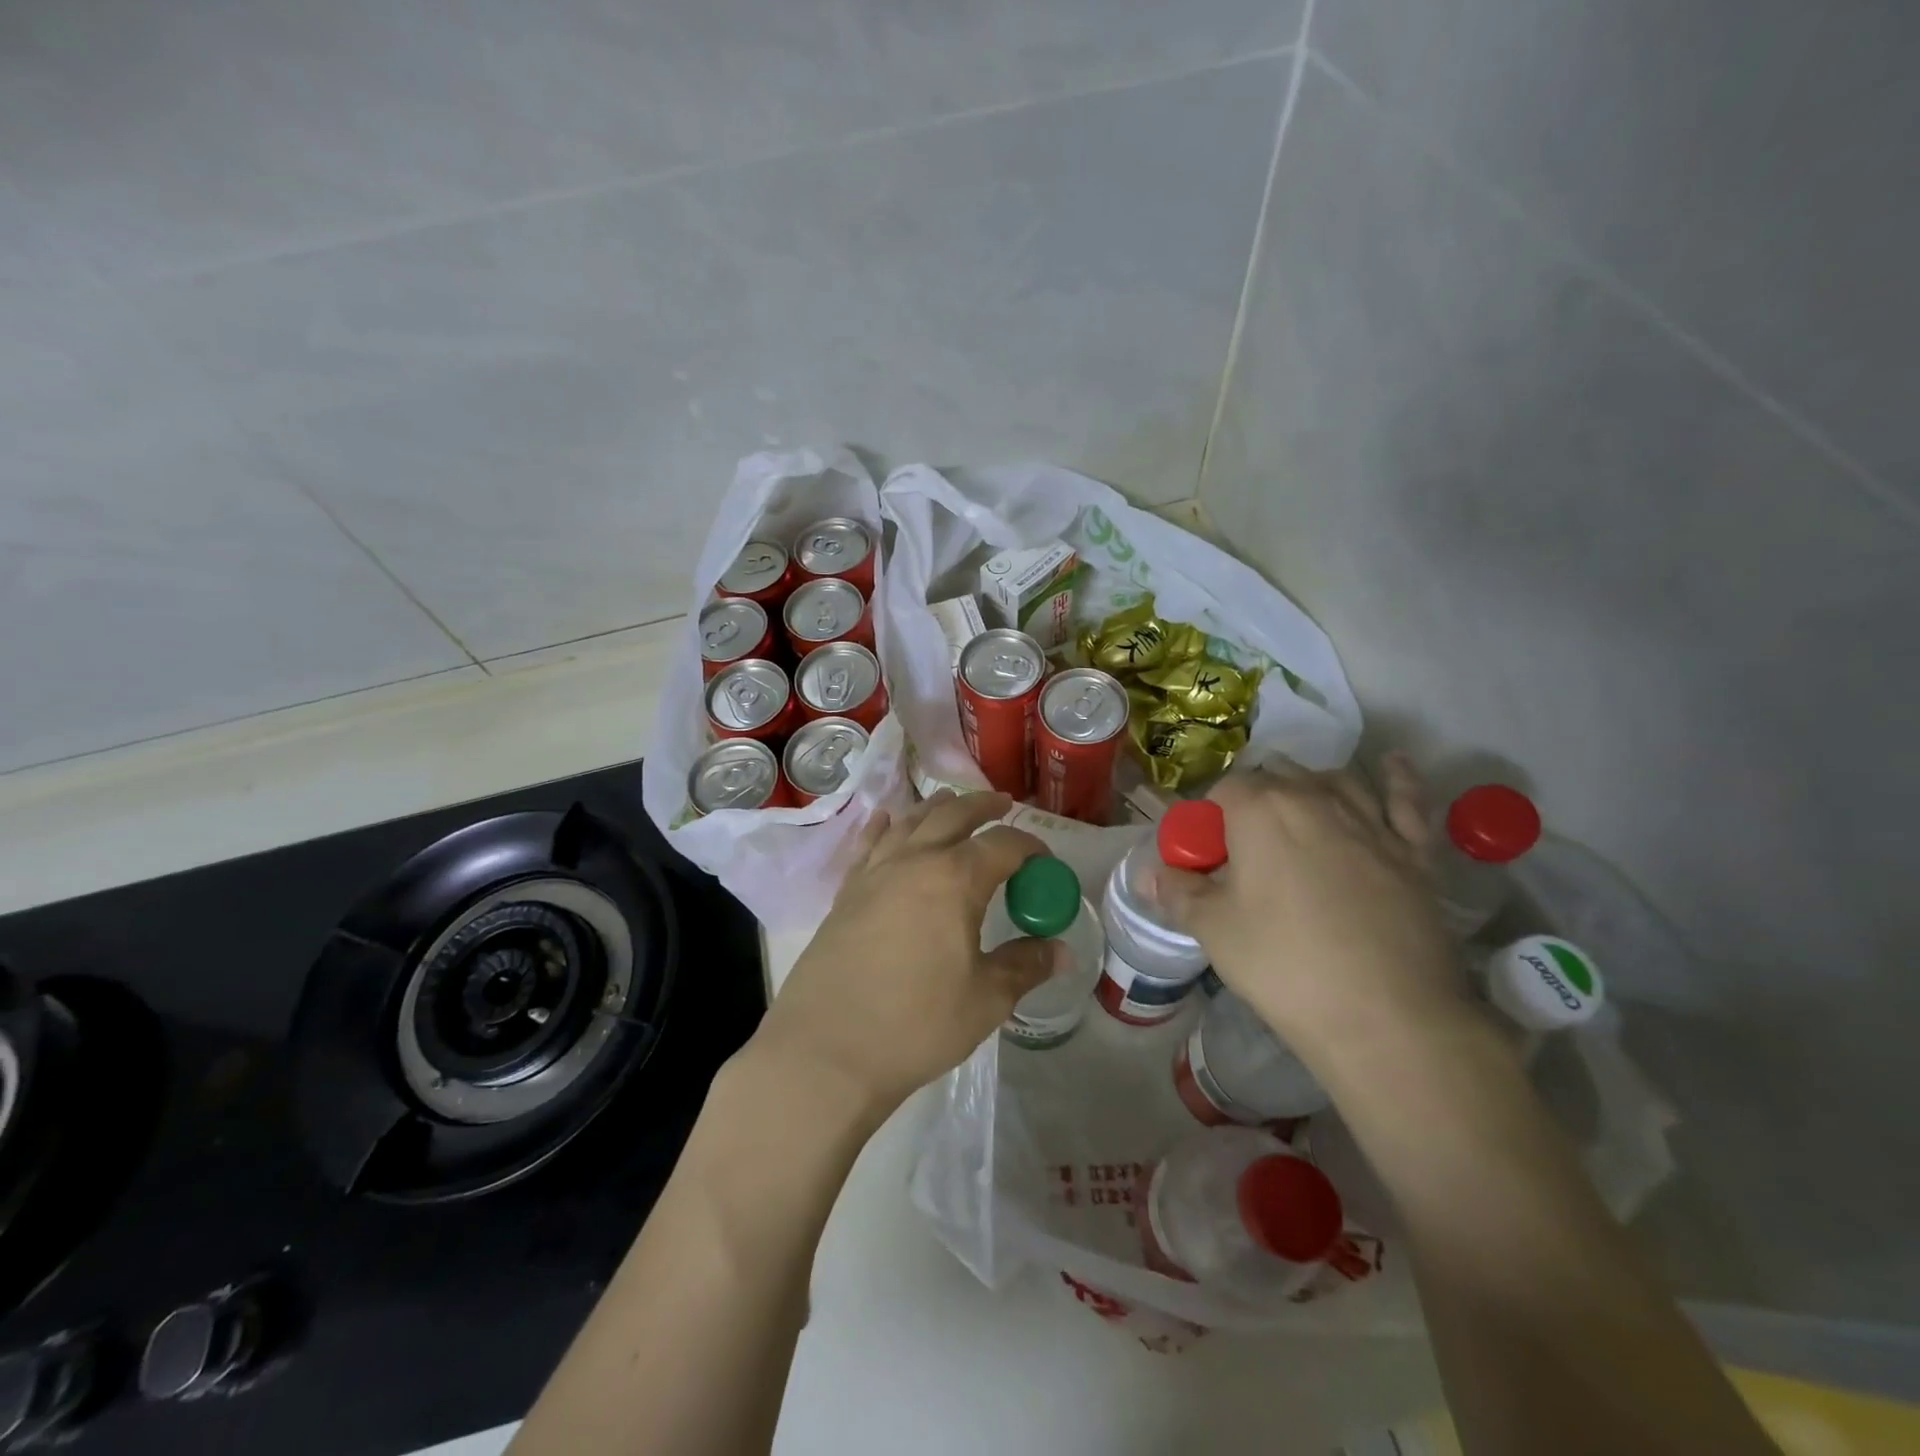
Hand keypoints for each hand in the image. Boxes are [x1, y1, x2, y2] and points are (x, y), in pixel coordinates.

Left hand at [755, 790, 1059, 1120]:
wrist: (826, 1051)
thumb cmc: (915, 1025)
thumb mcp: (984, 1000)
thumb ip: (1024, 966)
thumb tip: (1060, 950)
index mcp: (954, 879)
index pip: (1003, 845)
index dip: (1030, 846)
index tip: (1045, 860)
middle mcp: (913, 861)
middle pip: (953, 815)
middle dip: (983, 806)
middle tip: (1003, 804)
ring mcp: (873, 873)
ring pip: (909, 821)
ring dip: (936, 808)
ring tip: (951, 802)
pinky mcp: (845, 893)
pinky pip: (868, 844)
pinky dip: (883, 826)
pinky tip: (886, 820)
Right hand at [1155, 755, 1464, 1077]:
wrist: (1387, 1017)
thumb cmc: (1284, 965)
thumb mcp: (1213, 929)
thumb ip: (1176, 890)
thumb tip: (1151, 872)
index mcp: (1260, 810)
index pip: (1224, 790)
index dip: (1210, 819)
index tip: (1209, 857)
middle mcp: (1315, 798)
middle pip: (1277, 778)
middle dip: (1255, 801)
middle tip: (1246, 850)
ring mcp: (1371, 821)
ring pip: (1335, 780)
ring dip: (1310, 786)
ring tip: (1297, 809)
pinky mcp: (1414, 851)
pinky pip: (1406, 800)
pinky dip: (1397, 779)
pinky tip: (1390, 764)